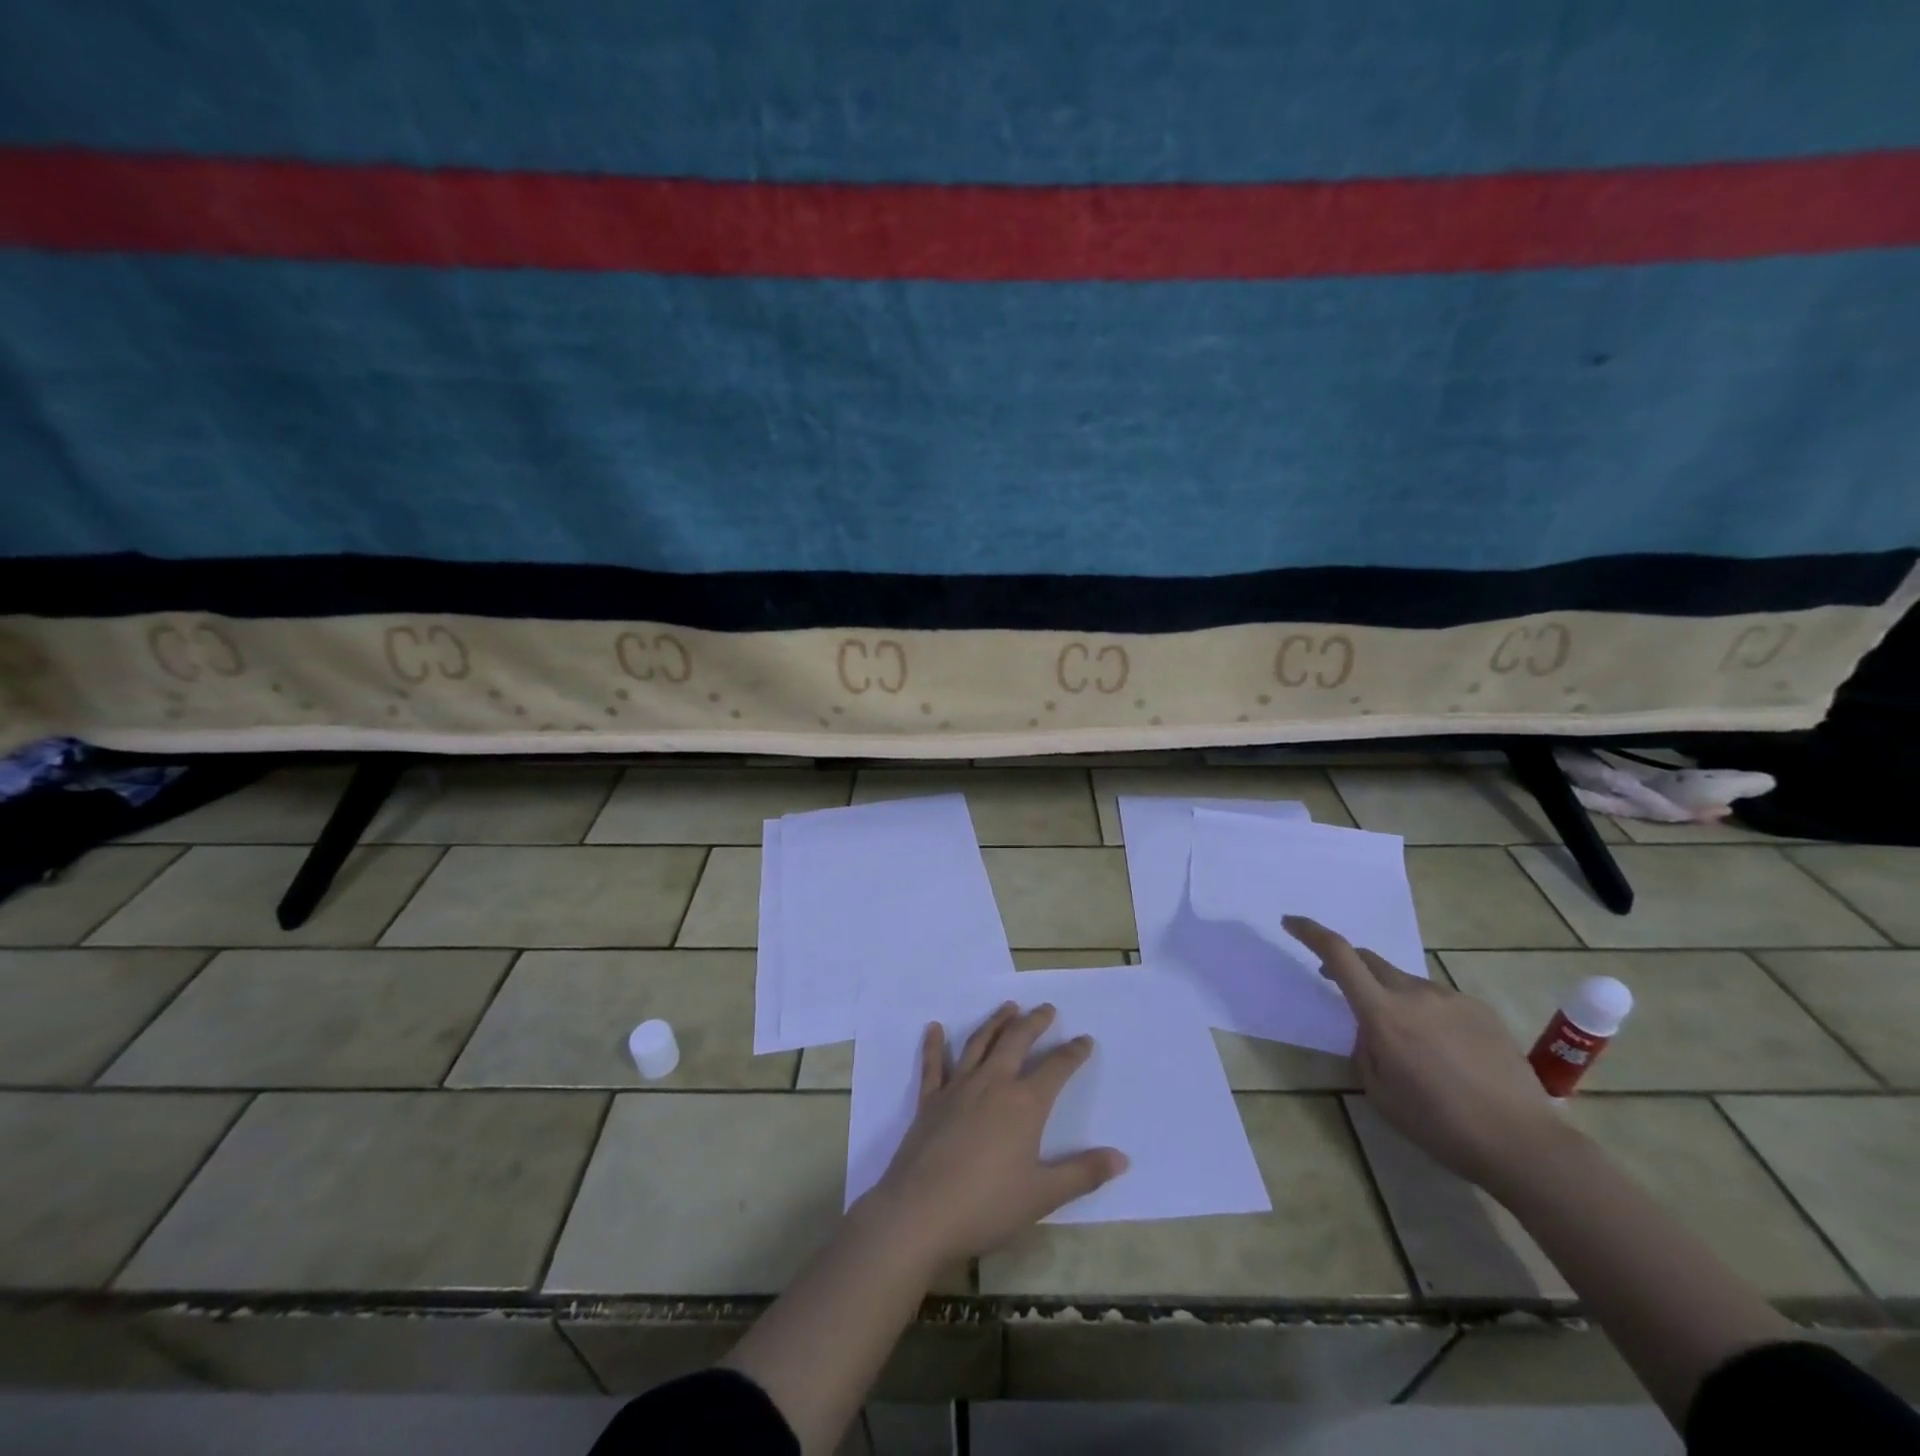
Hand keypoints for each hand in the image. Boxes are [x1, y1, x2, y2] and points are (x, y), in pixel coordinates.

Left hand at [857, 1002, 1127, 1267]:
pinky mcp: (929, 1100)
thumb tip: (1122, 1158)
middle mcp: (992, 1083)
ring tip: (1008, 1007)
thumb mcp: (1043, 1195)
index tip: (1084, 1039)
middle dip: (1034, 1022)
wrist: (921, 1212)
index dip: (1073, 1053)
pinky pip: (933, 1065)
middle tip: (1046, 1009)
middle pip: (1016, 1041)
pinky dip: (934, 1044)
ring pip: (979, 1043)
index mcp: (1024, 1104)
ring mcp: (958, 1088)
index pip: (1056, 1068)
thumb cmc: (987, 1205)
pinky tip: (934, 1028)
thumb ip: (1083, 1173)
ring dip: (996, 1022)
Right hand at [1284, 915, 1567, 1195]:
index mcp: (1384, 1014)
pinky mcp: (1480, 1011)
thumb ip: (1364, 1048)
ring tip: (1408, 1043)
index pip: (1339, 955)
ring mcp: (1452, 999)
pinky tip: (1444, 1052)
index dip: (1311, 932)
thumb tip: (1369, 1029)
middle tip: (1341, 990)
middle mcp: (1415, 994)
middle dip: (1350, 969)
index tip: (1291, 922)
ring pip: (1406, 983)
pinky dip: (1427, 1013)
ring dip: (1392, 997)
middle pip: (1370, 962)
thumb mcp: (1379, 1091)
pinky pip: (1439, 1000)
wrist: (1524, 1144)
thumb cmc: (1439, 1125)